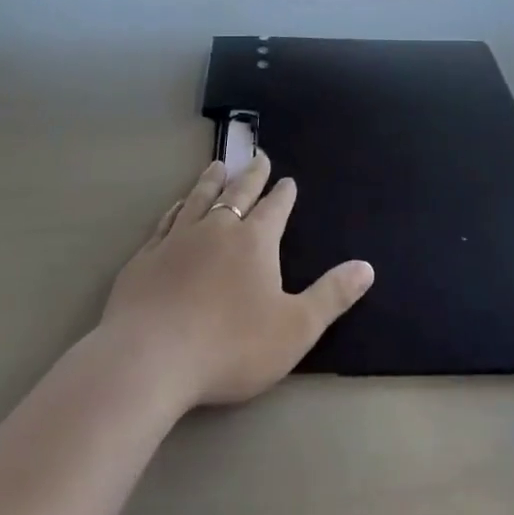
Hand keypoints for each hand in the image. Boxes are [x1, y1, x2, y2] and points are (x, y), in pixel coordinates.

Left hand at [100, 152, 374, 411]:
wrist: (150, 357)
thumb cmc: (230, 346)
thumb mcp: (295, 328)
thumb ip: (331, 296)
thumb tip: (367, 266)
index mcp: (254, 242)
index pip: (274, 209)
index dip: (283, 195)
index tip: (287, 180)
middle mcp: (216, 229)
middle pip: (237, 194)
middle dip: (251, 176)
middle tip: (257, 157)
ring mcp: (177, 240)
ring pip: (199, 198)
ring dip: (211, 180)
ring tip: (218, 165)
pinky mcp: (146, 257)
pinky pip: (166, 221)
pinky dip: (177, 208)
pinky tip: (177, 205)